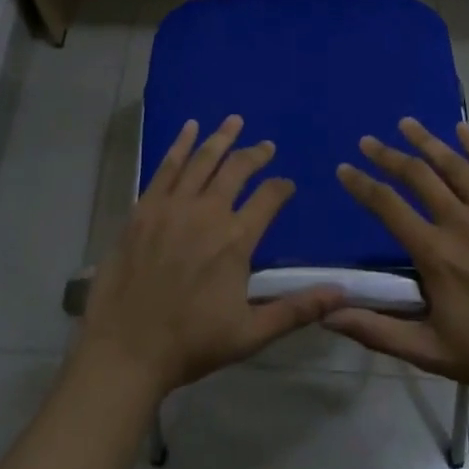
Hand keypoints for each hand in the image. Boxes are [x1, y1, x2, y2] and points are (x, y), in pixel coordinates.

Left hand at [77, 116, 342, 395]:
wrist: (126, 348)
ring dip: (220, 138)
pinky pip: (166, 167)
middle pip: (236, 170)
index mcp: (236, 240)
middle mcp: (207, 212)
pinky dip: (180, 145)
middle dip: (255, 154)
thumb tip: (342, 293)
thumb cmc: (191, 343)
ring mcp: (172, 206)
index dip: (281, 188)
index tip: (287, 185)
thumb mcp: (251, 334)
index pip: (268, 199)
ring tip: (234, 121)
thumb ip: (296, 309)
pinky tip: (189, 128)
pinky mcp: (144, 207)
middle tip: (266, 146)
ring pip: (202, 160)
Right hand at [324, 118, 468, 409]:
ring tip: (407, 123)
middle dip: (388, 156)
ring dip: (427, 142)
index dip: (362, 185)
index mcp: (436, 254)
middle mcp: (461, 224)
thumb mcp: (428, 352)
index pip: (388, 206)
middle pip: (418, 176)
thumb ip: (375, 330)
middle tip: (368, 141)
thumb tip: (328, 314)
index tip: (344, 168)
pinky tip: (463, 129)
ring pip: (455, 166)